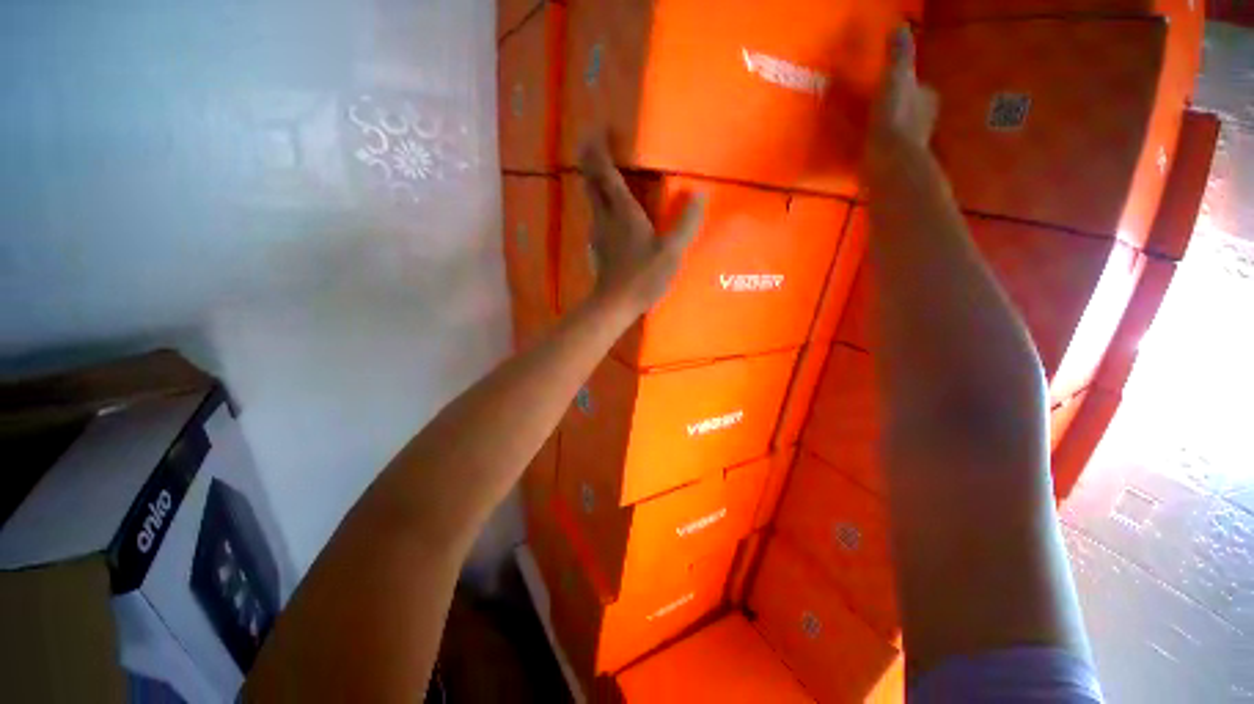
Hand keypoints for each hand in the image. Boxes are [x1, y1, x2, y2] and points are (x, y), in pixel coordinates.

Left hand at [579, 139, 707, 315]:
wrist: (614, 305)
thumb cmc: (643, 276)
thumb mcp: (671, 251)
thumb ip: (686, 222)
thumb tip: (699, 194)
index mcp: (622, 211)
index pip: (603, 171)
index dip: (598, 147)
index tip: (599, 129)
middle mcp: (604, 216)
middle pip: (590, 180)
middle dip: (590, 158)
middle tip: (597, 144)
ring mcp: (597, 232)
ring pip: (591, 198)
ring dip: (595, 181)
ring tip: (608, 174)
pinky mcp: (596, 247)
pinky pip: (596, 216)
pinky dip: (600, 204)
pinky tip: (612, 212)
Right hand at [870, 27, 937, 158]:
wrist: (889, 163)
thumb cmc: (895, 118)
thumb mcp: (896, 78)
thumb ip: (899, 55)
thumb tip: (900, 26)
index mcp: (927, 99)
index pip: (921, 89)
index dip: (909, 86)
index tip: (894, 86)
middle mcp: (924, 121)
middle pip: (912, 111)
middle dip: (900, 110)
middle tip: (880, 109)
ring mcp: (911, 146)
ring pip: (901, 132)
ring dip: (890, 131)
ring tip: (872, 131)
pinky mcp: (896, 165)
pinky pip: (888, 152)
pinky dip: (881, 150)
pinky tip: (868, 151)